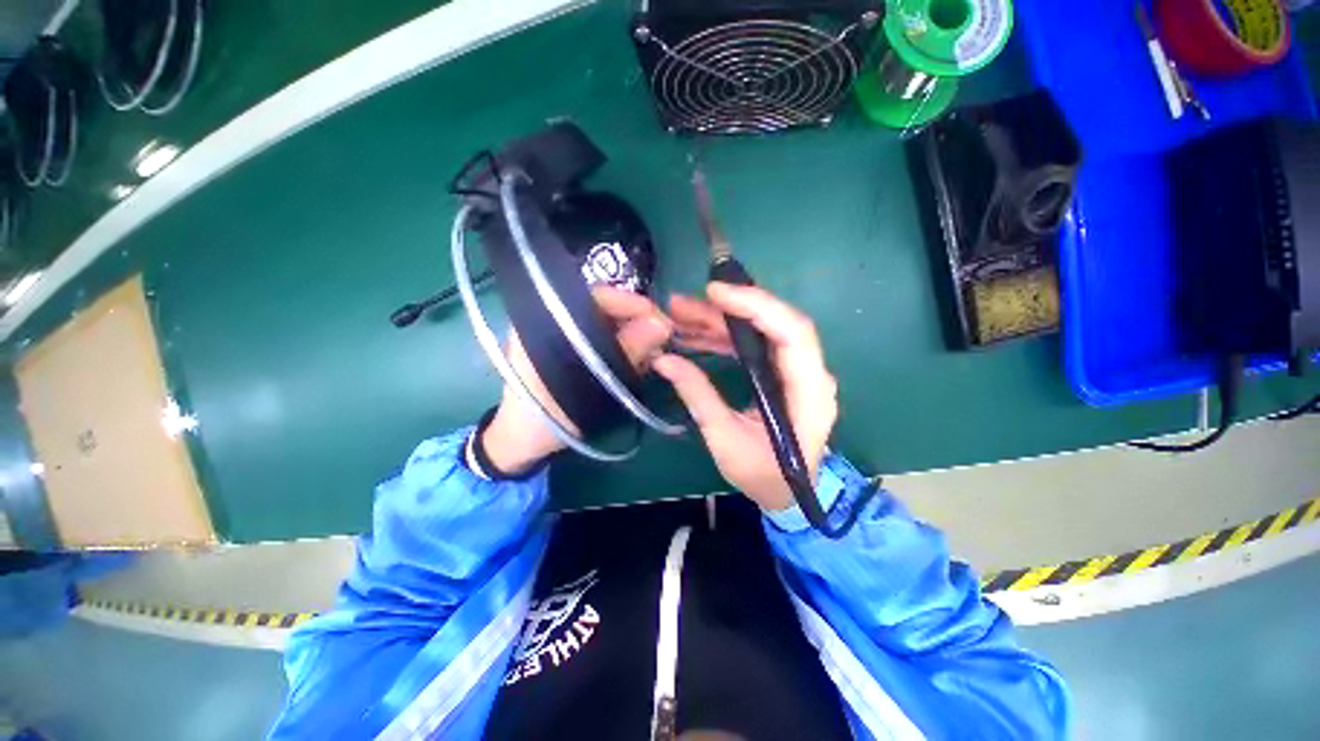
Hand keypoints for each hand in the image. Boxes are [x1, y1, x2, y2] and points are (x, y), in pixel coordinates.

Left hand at [482, 287, 672, 474]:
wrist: (524, 440)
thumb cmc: (548, 414)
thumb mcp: (591, 384)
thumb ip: (626, 352)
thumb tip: (661, 324)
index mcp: (548, 320)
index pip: (595, 296)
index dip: (631, 304)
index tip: (660, 320)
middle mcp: (557, 321)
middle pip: (606, 310)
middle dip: (637, 323)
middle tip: (662, 340)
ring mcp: (566, 337)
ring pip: (609, 326)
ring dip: (634, 339)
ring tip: (651, 357)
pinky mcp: (575, 352)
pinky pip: (606, 341)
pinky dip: (624, 351)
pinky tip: (636, 364)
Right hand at [653, 283, 837, 510]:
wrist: (787, 494)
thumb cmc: (764, 476)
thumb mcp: (726, 440)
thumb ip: (698, 397)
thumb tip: (664, 360)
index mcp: (809, 392)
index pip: (792, 332)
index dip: (757, 305)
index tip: (716, 293)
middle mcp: (809, 373)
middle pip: (774, 323)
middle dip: (728, 308)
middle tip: (684, 303)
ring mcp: (795, 371)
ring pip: (760, 331)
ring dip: (720, 321)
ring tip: (680, 316)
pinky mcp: (780, 373)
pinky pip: (753, 346)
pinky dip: (724, 338)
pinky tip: (694, 337)